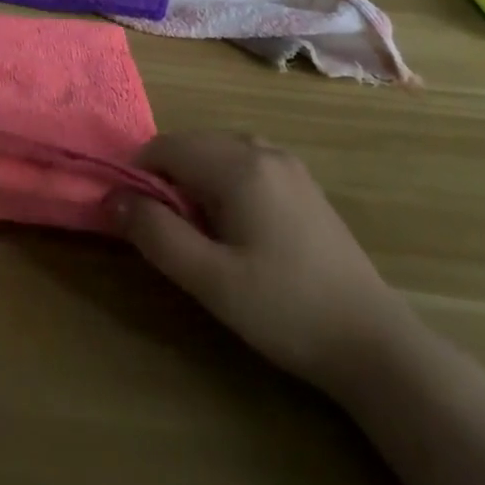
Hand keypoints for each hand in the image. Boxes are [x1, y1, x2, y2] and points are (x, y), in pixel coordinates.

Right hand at [113, 130, 405, 391]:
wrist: (372, 342)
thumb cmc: (283, 309)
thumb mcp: (209, 280)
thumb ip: (156, 234)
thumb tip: (112, 198)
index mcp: (238, 165)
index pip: (166, 146)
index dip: (140, 175)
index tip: (137, 218)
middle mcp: (262, 149)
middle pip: (193, 143)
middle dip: (167, 177)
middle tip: (168, 232)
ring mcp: (288, 163)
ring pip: (219, 151)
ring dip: (195, 178)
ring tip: (200, 231)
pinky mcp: (303, 183)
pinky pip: (246, 162)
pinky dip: (224, 180)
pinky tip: (236, 226)